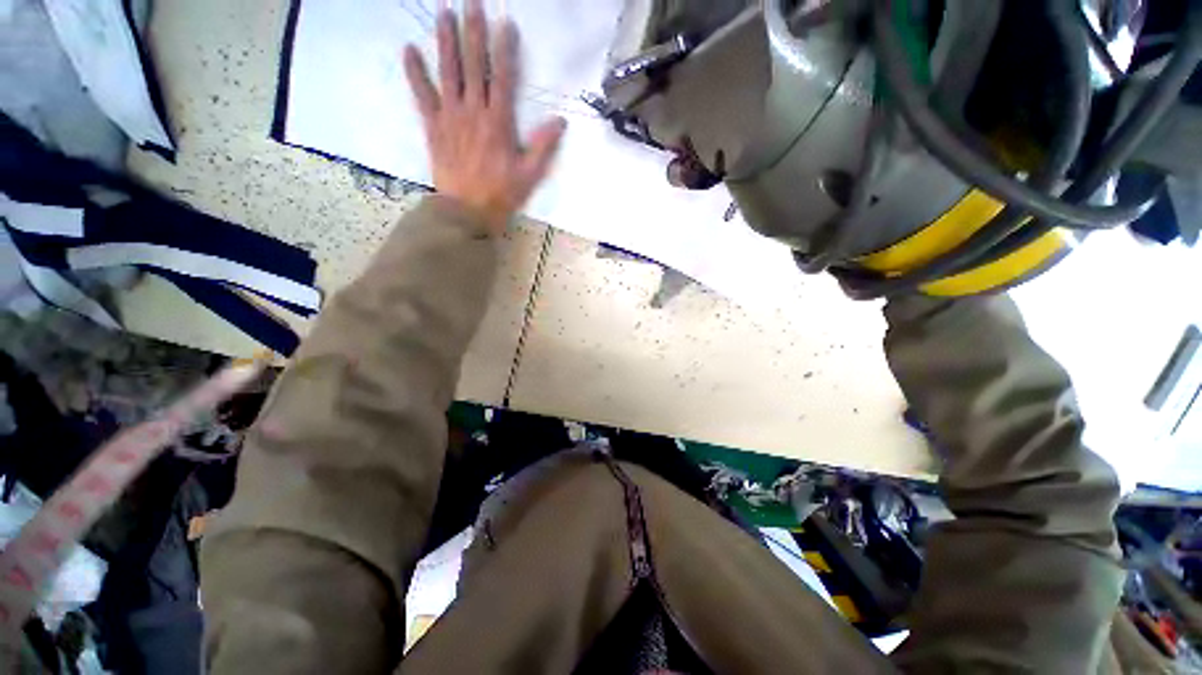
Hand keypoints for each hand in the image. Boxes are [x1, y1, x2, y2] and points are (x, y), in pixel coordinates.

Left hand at [403, 0, 565, 235]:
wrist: (467, 210)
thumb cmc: (501, 194)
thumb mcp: (529, 175)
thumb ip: (543, 147)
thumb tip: (560, 121)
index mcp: (498, 122)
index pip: (502, 77)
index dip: (503, 48)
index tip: (504, 21)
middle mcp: (473, 111)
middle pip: (473, 65)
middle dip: (472, 31)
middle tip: (470, 1)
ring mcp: (450, 116)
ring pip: (447, 71)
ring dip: (445, 40)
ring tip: (443, 11)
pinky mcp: (433, 126)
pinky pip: (422, 94)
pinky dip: (414, 72)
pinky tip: (408, 49)